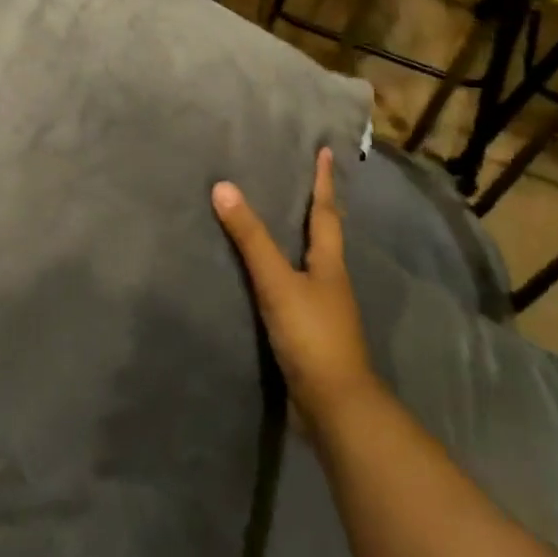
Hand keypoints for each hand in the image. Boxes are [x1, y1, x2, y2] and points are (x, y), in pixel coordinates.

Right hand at [212, 148, 380, 431]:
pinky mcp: (310, 331)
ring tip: (279, 220)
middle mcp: (331, 280)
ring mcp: (323, 308)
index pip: (325, 211)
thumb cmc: (311, 335)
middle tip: (300, 179)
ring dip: (300, 239)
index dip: (324, 181)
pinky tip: (268, 275)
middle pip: (324, 234)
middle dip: (315, 206)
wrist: (335, 405)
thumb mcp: (277, 282)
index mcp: (329, 263)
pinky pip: (297, 287)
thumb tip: (223, 187)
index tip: (325, 151)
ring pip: (312, 262)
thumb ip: (250, 238)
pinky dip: (286, 270)